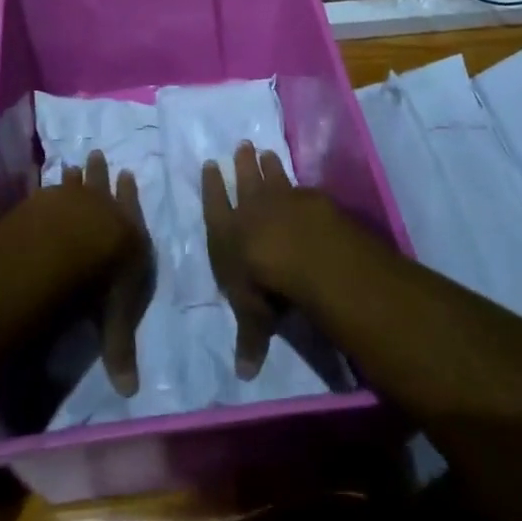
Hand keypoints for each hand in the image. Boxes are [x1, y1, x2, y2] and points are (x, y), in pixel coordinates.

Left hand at [54, 150, 152, 396]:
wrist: (74, 243)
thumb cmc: (105, 279)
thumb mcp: (116, 318)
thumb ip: (119, 349)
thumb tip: (130, 392)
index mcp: (130, 234)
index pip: (133, 211)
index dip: (130, 196)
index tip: (129, 174)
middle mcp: (105, 209)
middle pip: (104, 186)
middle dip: (103, 173)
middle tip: (98, 154)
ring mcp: (75, 199)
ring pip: (78, 181)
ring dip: (78, 173)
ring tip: (73, 161)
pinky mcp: (48, 199)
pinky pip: (51, 188)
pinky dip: (50, 184)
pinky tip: (46, 179)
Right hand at [201, 141, 318, 379]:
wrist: (306, 255)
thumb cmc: (266, 286)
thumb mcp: (254, 317)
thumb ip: (249, 339)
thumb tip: (243, 375)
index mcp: (227, 233)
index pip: (215, 204)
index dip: (212, 186)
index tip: (211, 164)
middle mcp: (251, 210)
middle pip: (245, 181)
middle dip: (242, 164)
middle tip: (242, 145)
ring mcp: (282, 199)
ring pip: (273, 176)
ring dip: (268, 164)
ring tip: (266, 150)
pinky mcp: (310, 199)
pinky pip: (301, 187)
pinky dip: (298, 183)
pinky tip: (302, 182)